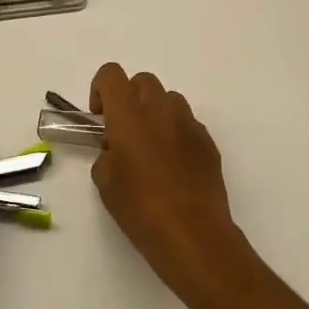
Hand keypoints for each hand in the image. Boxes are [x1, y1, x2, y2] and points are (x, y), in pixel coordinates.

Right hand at [90, 63, 249, 306]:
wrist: (192, 234)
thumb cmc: (140, 209)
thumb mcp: (105, 182)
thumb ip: (106, 153)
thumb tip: (116, 148)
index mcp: (129, 114)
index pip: (111, 74)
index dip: (101, 89)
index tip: (101, 117)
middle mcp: (160, 109)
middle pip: (142, 81)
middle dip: (130, 98)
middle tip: (124, 131)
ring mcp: (188, 123)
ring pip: (168, 99)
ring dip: (155, 113)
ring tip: (151, 147)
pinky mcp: (207, 140)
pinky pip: (187, 123)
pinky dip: (176, 133)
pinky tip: (173, 166)